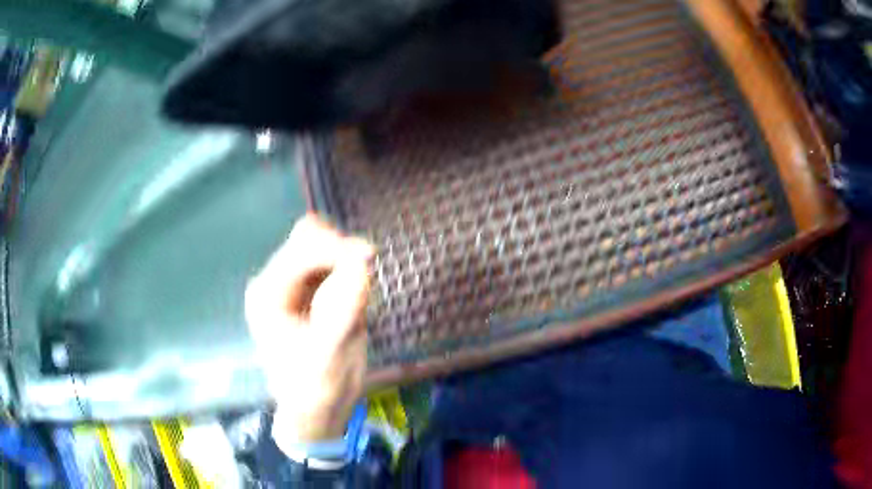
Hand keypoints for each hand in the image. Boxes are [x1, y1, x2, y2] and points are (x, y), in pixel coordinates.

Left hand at [245, 214, 373, 443]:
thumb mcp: (331, 352)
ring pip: (320, 247)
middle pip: (308, 239)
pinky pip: (328, 265)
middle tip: (367, 275)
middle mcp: (274, 282)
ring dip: (344, 262)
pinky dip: (346, 272)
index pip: (301, 248)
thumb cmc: (317, 389)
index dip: (336, 247)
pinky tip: (352, 299)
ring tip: (358, 295)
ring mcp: (289, 285)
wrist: (315, 411)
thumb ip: (345, 305)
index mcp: (269, 294)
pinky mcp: (305, 291)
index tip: (369, 259)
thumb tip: (363, 258)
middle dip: (340, 251)